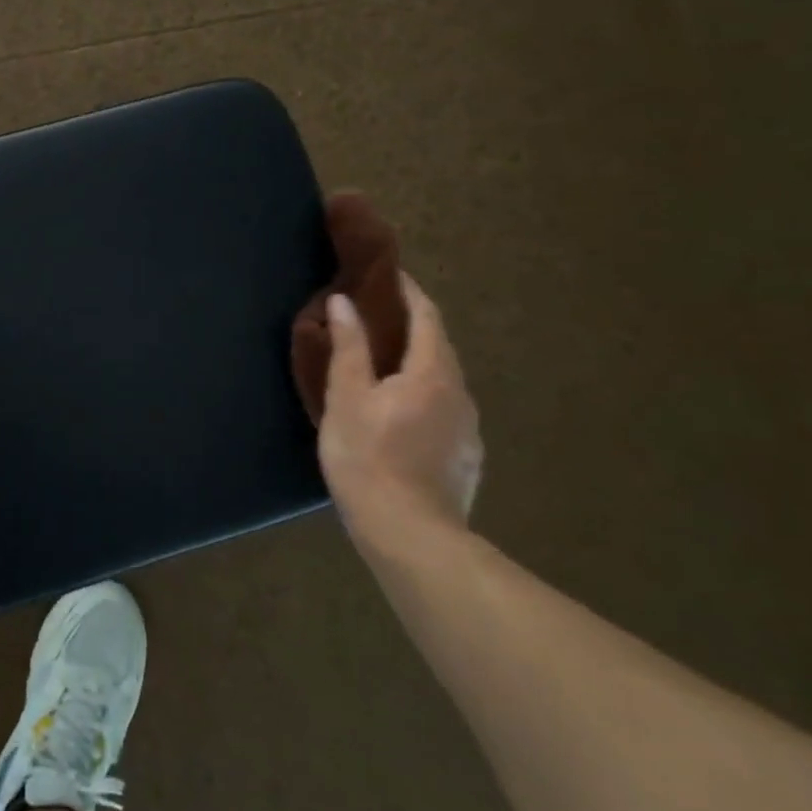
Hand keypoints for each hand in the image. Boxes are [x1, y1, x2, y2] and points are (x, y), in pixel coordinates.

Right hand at [318, 275, 482, 552]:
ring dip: (418, 364)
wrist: (410, 536)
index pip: (426, 316)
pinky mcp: (466, 458)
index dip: (408, 291)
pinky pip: (445, 411)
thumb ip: (348, 347)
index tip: (388, 274)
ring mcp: (468, 429)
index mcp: (433, 372)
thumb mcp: (347, 398)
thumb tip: (343, 302)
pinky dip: (424, 396)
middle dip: (412, 326)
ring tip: (385, 365)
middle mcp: (460, 393)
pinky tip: (401, 415)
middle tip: (377, 317)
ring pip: (443, 381)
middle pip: (439, 347)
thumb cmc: (368, 458)